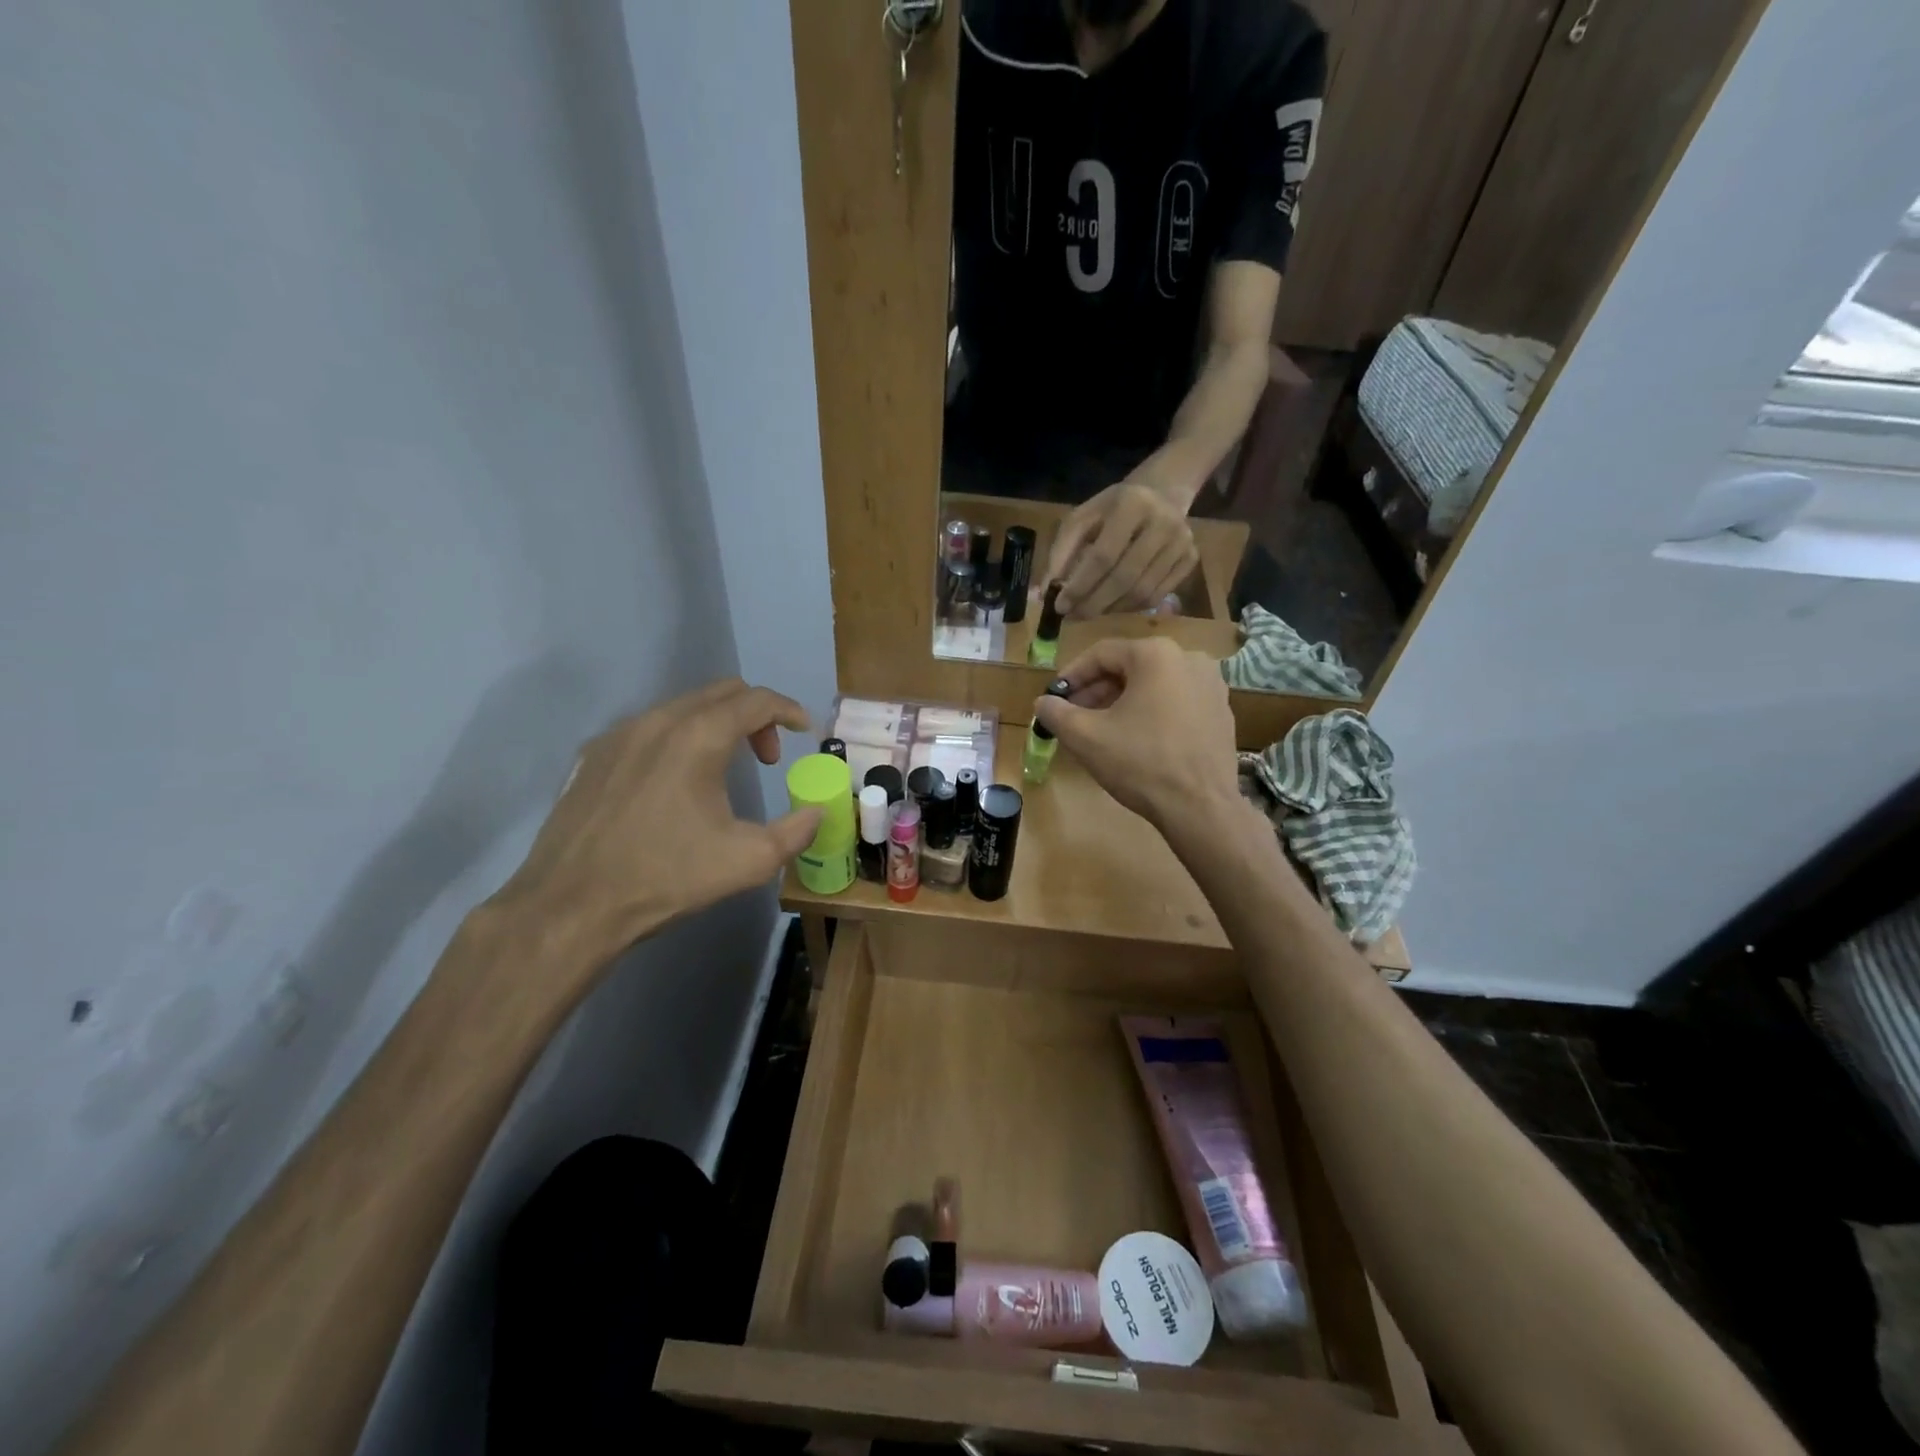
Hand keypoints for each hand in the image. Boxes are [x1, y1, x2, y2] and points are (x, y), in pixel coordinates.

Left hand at [491, 679, 820, 973]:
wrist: (571, 906)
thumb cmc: (666, 877)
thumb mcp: (749, 861)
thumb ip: (796, 831)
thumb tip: (817, 812)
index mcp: (699, 737)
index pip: (757, 700)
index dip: (789, 710)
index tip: (804, 732)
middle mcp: (658, 721)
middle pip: (721, 692)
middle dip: (755, 715)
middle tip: (767, 756)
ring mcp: (619, 734)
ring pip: (683, 706)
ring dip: (716, 725)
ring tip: (722, 771)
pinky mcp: (593, 755)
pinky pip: (649, 727)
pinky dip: (679, 737)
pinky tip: (675, 782)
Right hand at [1032, 637, 1242, 845]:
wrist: (1201, 808)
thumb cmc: (1140, 763)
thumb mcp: (1085, 737)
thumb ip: (1056, 713)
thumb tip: (1043, 703)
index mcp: (1156, 655)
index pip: (1101, 654)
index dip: (1071, 676)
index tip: (1054, 699)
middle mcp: (1189, 659)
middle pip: (1129, 668)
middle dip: (1097, 691)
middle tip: (1073, 716)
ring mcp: (1211, 686)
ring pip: (1153, 685)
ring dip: (1122, 702)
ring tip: (1101, 730)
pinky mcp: (1221, 712)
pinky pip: (1176, 702)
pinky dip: (1151, 713)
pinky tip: (1136, 741)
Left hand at [1043, 475, 1199, 619]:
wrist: (1161, 494)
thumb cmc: (1112, 510)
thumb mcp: (1082, 519)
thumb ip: (1061, 554)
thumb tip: (1043, 592)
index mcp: (1132, 505)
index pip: (1102, 556)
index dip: (1079, 586)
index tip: (1059, 606)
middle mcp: (1164, 523)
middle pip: (1124, 578)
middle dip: (1094, 603)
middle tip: (1073, 617)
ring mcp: (1182, 543)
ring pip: (1142, 593)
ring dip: (1110, 609)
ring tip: (1089, 611)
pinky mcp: (1191, 559)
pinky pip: (1157, 597)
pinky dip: (1130, 608)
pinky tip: (1113, 605)